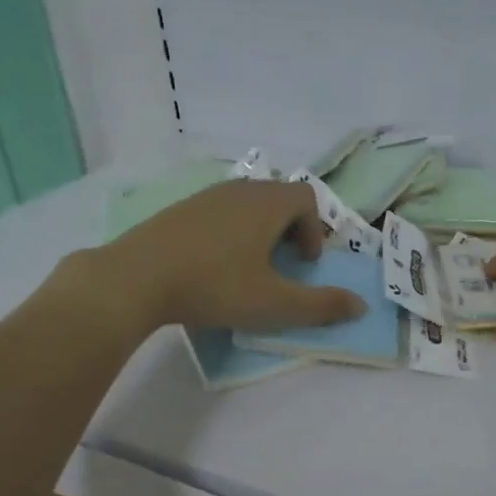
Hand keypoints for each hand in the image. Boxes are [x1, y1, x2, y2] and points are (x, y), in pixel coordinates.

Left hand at [85, 178, 366, 334]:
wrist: (135, 279)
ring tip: (249, 270)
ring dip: (260, 233)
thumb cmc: (215, 286)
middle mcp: (239, 190)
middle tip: (283, 267)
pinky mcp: (178, 211)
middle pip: (278, 198)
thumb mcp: (275, 304)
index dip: (316, 230)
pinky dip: (230, 234)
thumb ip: (321, 305)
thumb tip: (359, 305)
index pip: (307, 198)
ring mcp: (205, 197)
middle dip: (290, 231)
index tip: (305, 264)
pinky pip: (219, 213)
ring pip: (247, 205)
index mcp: (267, 203)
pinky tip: (214, 267)